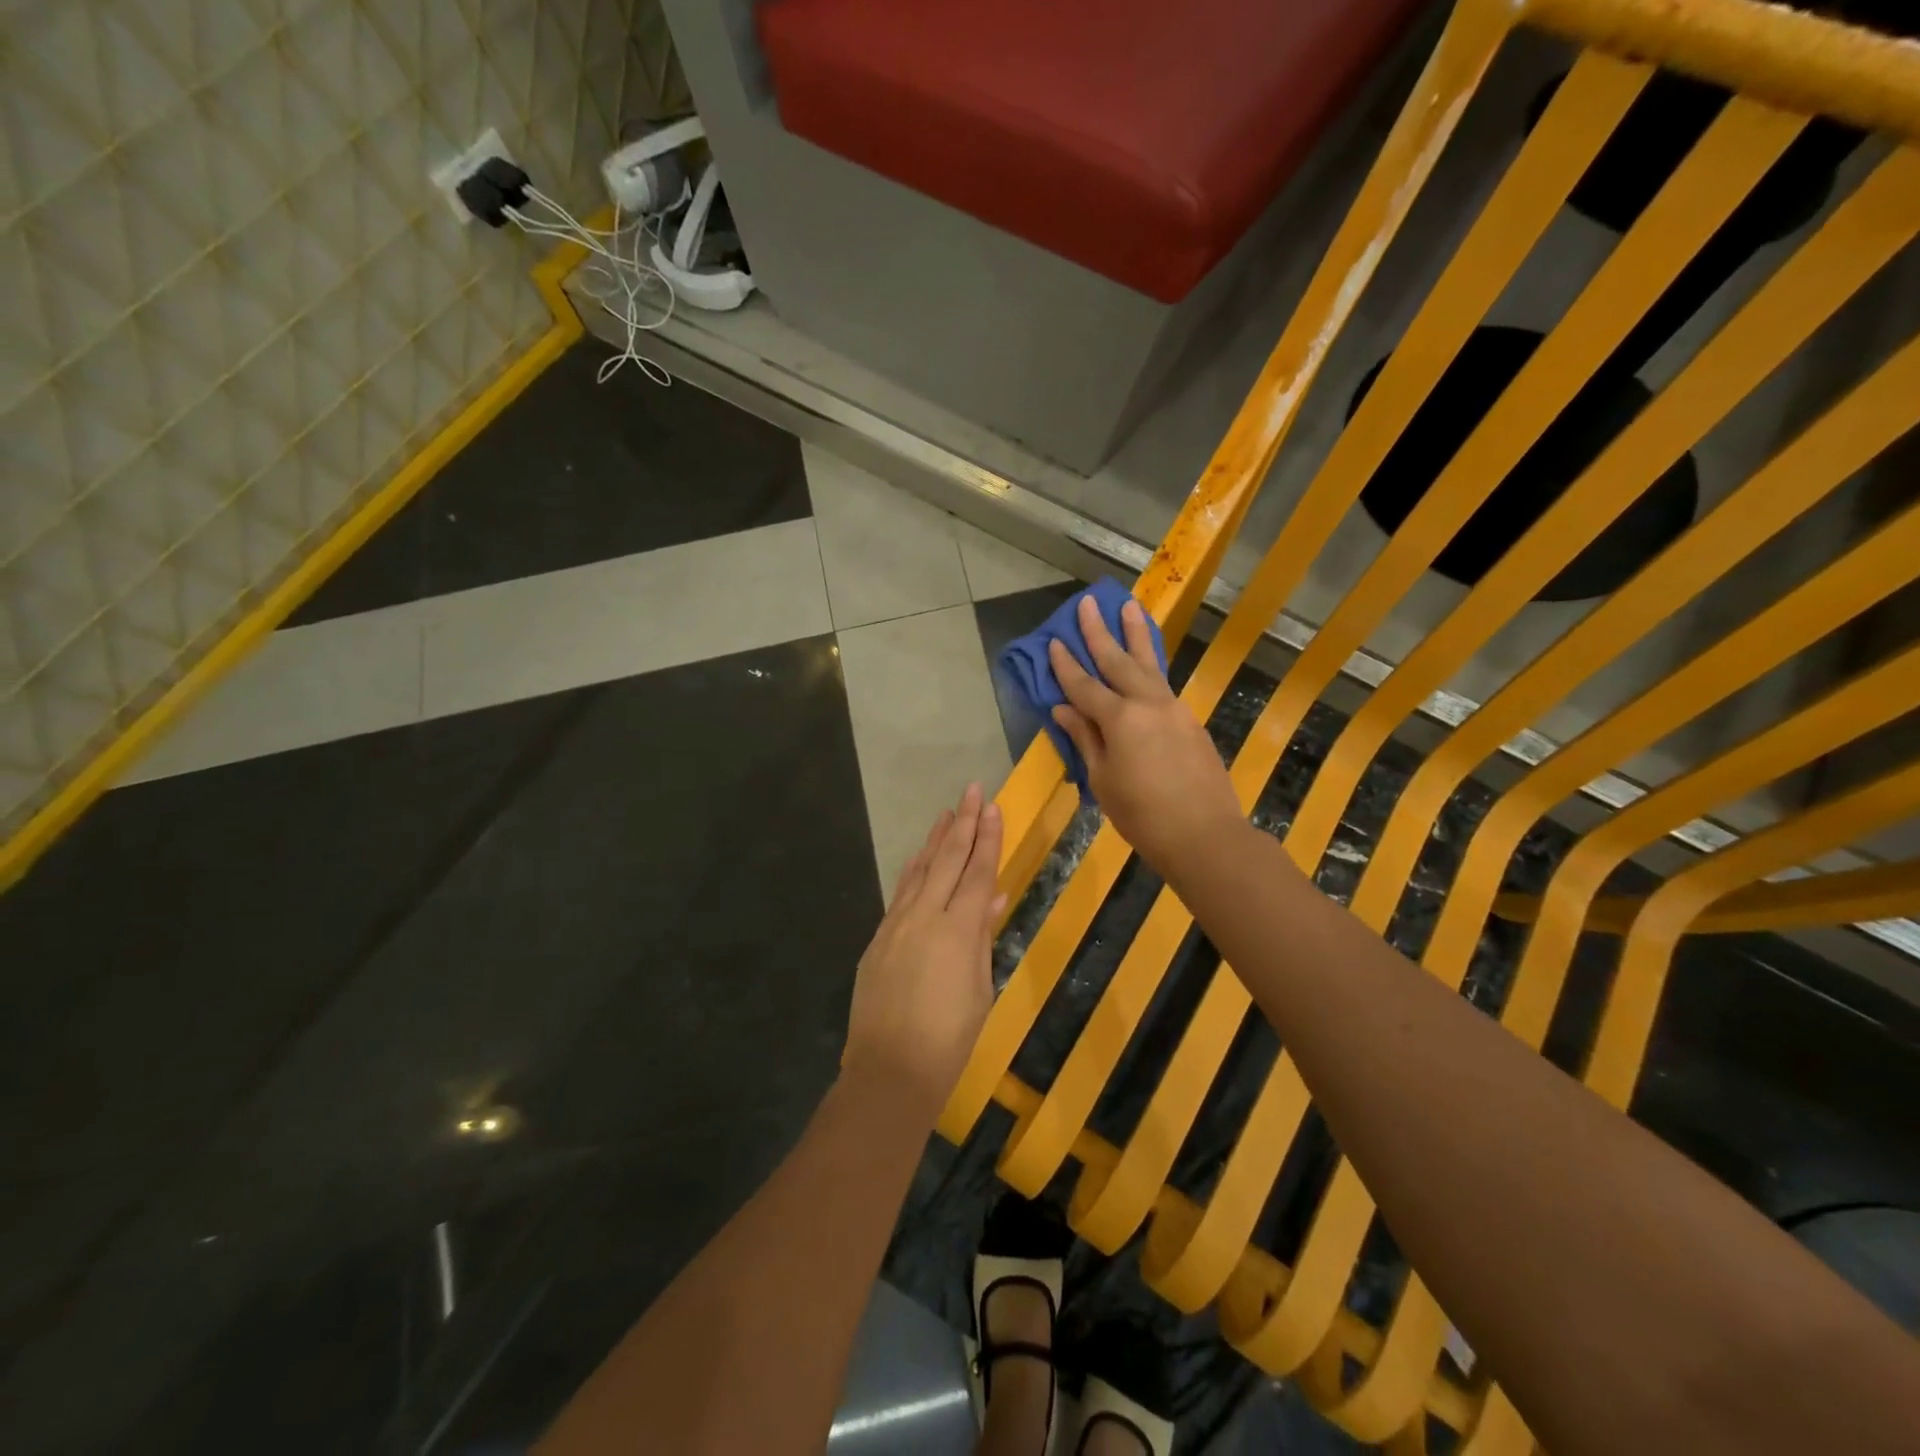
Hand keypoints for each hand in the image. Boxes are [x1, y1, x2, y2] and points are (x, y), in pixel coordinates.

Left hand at [843, 784, 1004, 1119]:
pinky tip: (919, 859)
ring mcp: (897, 924)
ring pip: (920, 870)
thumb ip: (983, 938)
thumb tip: (993, 898)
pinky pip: (901, 893)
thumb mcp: (980, 989)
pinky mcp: (878, 938)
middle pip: (948, 859)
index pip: (978, 872)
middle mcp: (926, 915)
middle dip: (963, 823)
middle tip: (973, 790)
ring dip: (935, 840)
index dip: (988, 838)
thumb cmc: (949, 1038)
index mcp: (959, 929)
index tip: (993, 807)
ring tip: (947, 814)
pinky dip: (914, 871)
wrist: (890, 1070)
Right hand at [1048, 595, 1243, 875]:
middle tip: (1088, 603)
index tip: (1054, 641)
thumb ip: (1084, 739)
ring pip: (1149, 664)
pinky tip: (1146, 662)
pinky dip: (1152, 666)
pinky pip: (1164, 684)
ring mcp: (1174, 709)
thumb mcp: (1102, 781)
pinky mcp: (1191, 721)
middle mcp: (1147, 703)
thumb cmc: (1142, 815)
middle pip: (1118, 660)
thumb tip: (1063, 709)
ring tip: (1129, 607)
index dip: (1066, 665)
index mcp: (1119, 719)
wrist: (1204, 834)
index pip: (1084, 685)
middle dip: (1100, 631)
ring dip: (1136, 635)